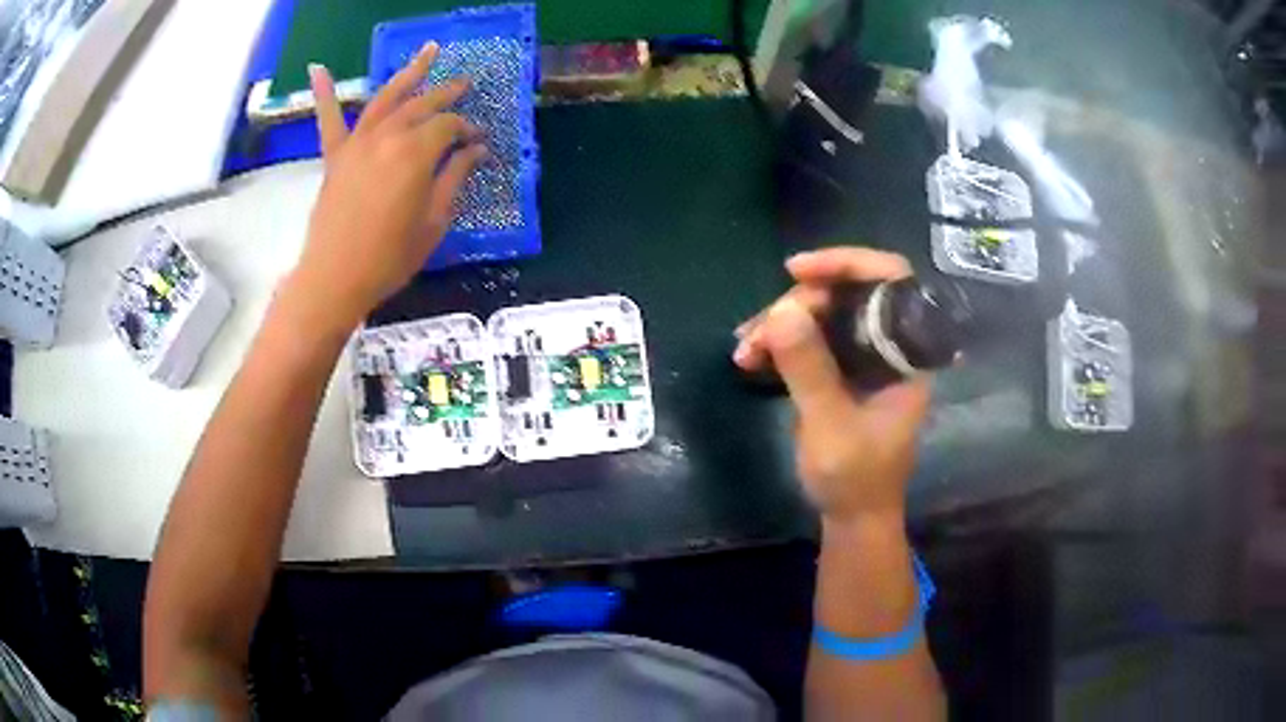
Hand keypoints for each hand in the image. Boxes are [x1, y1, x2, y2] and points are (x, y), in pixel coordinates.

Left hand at [288, 43, 487, 332]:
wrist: (335, 279)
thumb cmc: (390, 257)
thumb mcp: (434, 221)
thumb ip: (454, 178)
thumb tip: (476, 150)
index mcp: (416, 153)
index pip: (449, 126)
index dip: (467, 129)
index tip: (479, 140)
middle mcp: (387, 136)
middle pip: (422, 104)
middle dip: (447, 92)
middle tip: (466, 83)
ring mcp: (357, 143)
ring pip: (386, 98)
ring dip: (409, 73)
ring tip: (429, 53)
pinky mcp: (335, 157)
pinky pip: (328, 119)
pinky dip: (323, 93)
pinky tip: (317, 68)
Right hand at [733, 248, 930, 524]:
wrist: (852, 515)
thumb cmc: (855, 477)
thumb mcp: (831, 426)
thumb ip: (810, 369)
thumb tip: (781, 310)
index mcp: (907, 354)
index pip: (892, 282)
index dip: (848, 263)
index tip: (798, 272)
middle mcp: (889, 346)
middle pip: (847, 294)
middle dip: (798, 304)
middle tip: (759, 331)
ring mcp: (864, 358)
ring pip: (822, 315)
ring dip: (780, 323)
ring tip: (744, 349)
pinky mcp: (841, 370)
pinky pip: (810, 338)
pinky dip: (779, 341)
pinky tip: (750, 356)